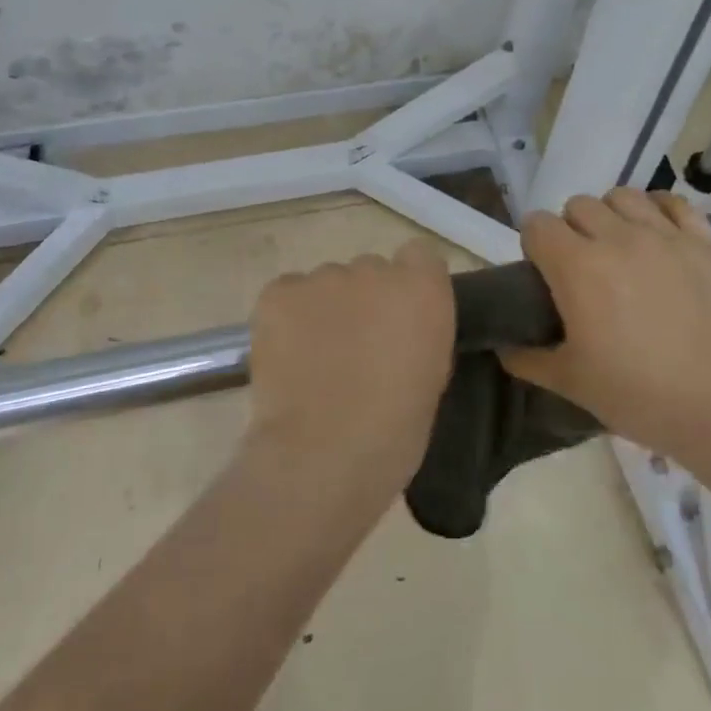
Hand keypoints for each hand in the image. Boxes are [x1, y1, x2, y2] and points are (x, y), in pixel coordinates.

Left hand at [244, 241, 456, 504]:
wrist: (323, 455)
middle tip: (356, 347)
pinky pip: (288, 293)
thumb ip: (419, 333)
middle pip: (370, 270)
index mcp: (421, 288)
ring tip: (315, 359)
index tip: (401, 317)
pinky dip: (288, 317)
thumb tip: (399, 329)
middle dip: (365, 300)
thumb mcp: (432, 376)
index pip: (419, 255)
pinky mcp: (278, 293)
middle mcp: (373, 269)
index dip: (409, 283)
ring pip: (327, 284)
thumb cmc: (394, 431)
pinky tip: (288, 356)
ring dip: (326, 310)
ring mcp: (322, 278)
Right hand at [501, 189, 710, 460]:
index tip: (544, 272)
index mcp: (577, 266)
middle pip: (578, 205)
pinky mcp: (706, 243)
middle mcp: (617, 237)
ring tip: (622, 246)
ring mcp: (665, 235)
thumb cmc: (637, 394)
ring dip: (613, 215)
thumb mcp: (570, 382)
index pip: (537, 224)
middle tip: (584, 266)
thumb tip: (502, 346)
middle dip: (572, 229)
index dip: (535, 245)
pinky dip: (661, 211)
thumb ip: (527, 358)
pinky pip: (675, 203)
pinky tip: (660, 235)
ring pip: (624, 196)